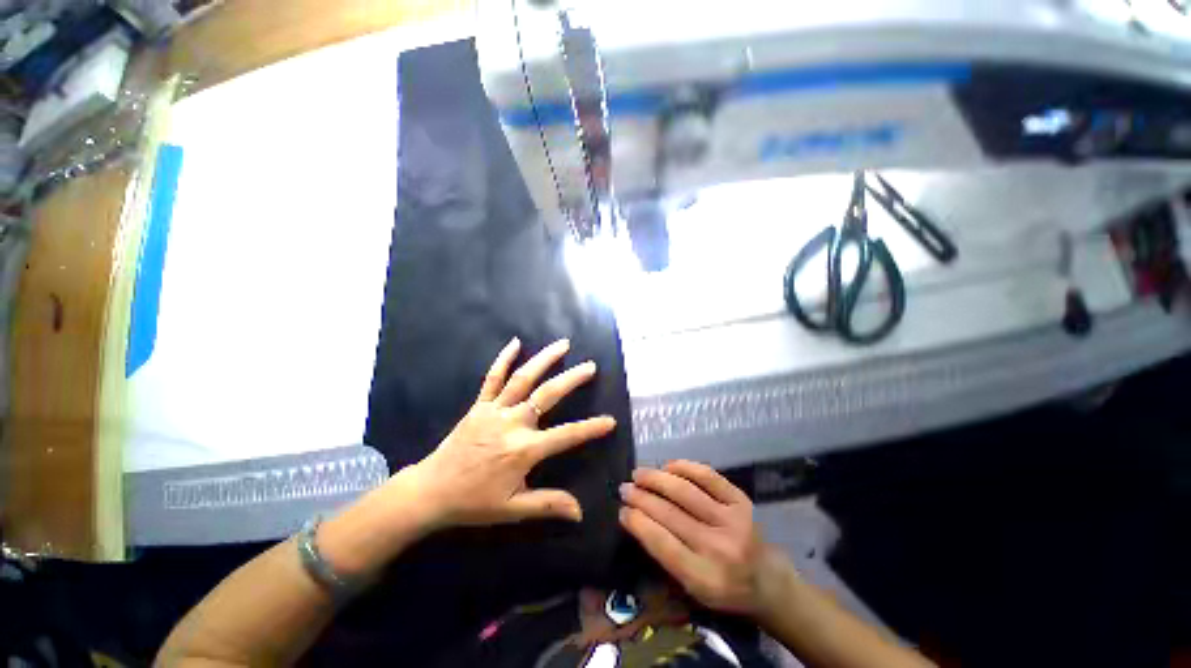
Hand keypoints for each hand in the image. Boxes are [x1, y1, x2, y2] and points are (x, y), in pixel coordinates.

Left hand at [407, 337, 615, 527]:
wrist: (430, 491)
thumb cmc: (473, 502)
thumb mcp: (513, 510)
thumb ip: (548, 504)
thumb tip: (580, 511)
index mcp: (524, 450)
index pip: (566, 436)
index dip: (590, 428)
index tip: (610, 420)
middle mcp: (512, 424)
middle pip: (547, 395)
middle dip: (572, 379)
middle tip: (590, 366)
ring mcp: (494, 410)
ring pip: (523, 378)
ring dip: (544, 359)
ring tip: (563, 344)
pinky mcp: (479, 405)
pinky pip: (492, 378)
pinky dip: (503, 358)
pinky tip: (515, 342)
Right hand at [619, 460, 794, 616]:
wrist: (768, 580)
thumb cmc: (724, 588)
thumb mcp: (692, 587)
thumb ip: (665, 555)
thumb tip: (634, 517)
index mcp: (705, 578)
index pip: (662, 543)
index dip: (637, 522)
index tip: (621, 510)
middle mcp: (720, 548)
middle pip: (670, 514)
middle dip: (641, 497)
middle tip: (624, 488)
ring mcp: (733, 520)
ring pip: (685, 491)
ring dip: (656, 479)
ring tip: (638, 474)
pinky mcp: (741, 500)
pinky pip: (707, 476)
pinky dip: (684, 467)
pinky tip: (667, 466)